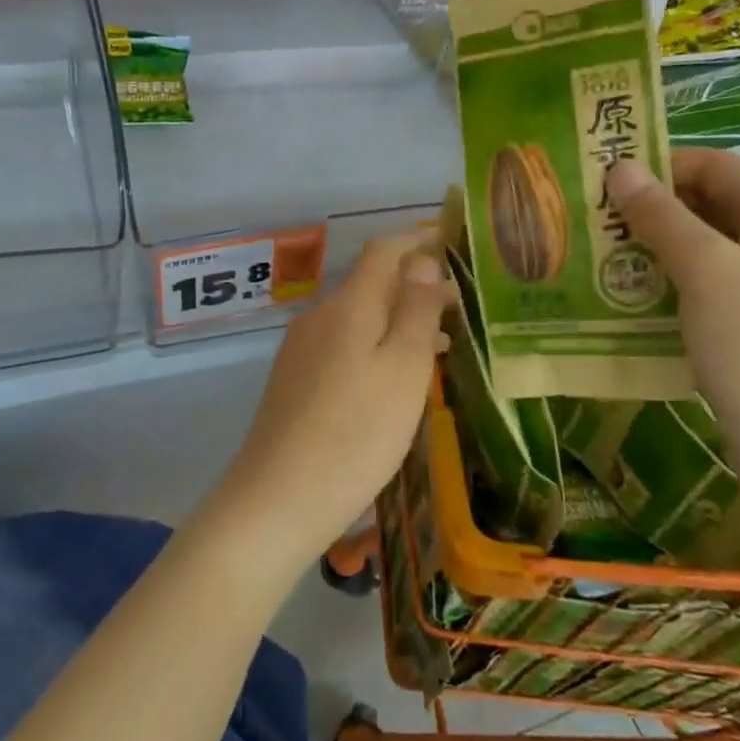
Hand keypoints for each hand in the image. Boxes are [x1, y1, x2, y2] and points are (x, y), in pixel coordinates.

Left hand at [213, 232, 453, 573]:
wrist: (278, 499)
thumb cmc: (356, 432)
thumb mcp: (403, 368)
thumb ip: (416, 310)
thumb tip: (423, 261)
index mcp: (348, 305)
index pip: (384, 251)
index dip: (418, 241)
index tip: (453, 242)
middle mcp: (319, 317)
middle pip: (371, 284)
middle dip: (415, 286)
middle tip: (462, 304)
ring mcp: (302, 350)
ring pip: (359, 318)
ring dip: (399, 320)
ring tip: (444, 343)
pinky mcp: (295, 381)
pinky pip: (344, 346)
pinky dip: (377, 345)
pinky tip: (397, 377)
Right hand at [606, 153, 739, 455]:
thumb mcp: (706, 272)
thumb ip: (662, 215)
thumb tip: (621, 166)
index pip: (718, 165)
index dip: (661, 165)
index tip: (604, 182)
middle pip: (716, 201)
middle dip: (655, 207)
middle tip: (596, 220)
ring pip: (712, 244)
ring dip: (660, 244)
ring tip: (605, 255)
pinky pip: (717, 281)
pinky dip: (676, 278)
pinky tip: (636, 294)